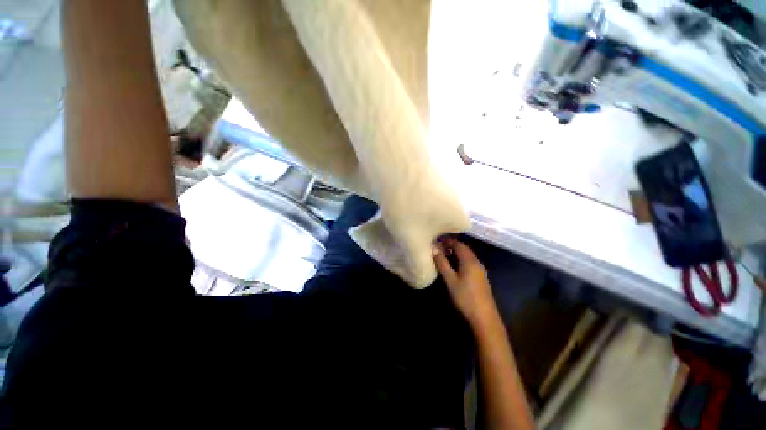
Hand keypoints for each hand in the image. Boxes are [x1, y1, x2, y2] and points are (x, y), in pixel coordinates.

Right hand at [433, 238, 497, 329]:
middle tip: (439, 246)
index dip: (448, 241)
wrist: (484, 317)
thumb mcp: (450, 280)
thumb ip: (442, 263)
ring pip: (467, 255)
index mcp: (470, 261)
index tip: (437, 239)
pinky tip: (454, 265)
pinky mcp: (480, 277)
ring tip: (444, 253)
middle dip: (452, 245)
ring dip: (456, 252)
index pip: (458, 244)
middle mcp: (476, 262)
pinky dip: (461, 259)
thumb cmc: (465, 297)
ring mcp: (480, 270)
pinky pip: (470, 262)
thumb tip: (434, 248)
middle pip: (464, 249)